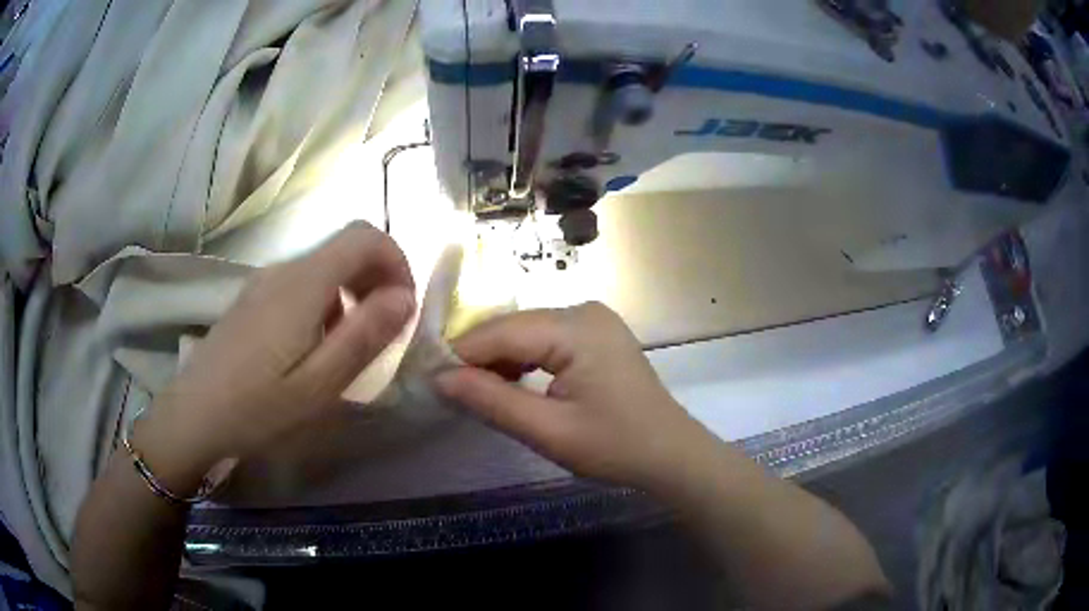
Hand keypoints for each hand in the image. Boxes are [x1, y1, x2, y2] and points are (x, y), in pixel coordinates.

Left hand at [135, 222, 414, 493]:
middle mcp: (284, 270)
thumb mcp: (319, 384)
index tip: (403, 306)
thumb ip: (364, 335)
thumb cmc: (257, 407)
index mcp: (304, 283)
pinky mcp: (253, 299)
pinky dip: (326, 303)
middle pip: (345, 247)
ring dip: (352, 294)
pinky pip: (302, 284)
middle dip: (377, 279)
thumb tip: (404, 296)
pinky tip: (314, 347)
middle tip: (384, 330)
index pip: (364, 237)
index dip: (396, 260)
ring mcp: (264, 282)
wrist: (193, 415)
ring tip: (350, 346)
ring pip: (324, 267)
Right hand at [435, 302, 713, 488]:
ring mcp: (592, 320)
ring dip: (499, 361)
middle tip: (450, 392)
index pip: (501, 331)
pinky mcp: (595, 335)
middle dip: (479, 358)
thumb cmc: (615, 446)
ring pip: (526, 333)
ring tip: (477, 394)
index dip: (461, 355)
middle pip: (512, 327)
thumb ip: (492, 401)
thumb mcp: (548, 431)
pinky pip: (546, 340)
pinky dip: (523, 361)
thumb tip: (439, 378)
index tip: (429, 381)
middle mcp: (583, 310)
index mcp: (576, 327)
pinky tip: (512, 385)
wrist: (671, 454)